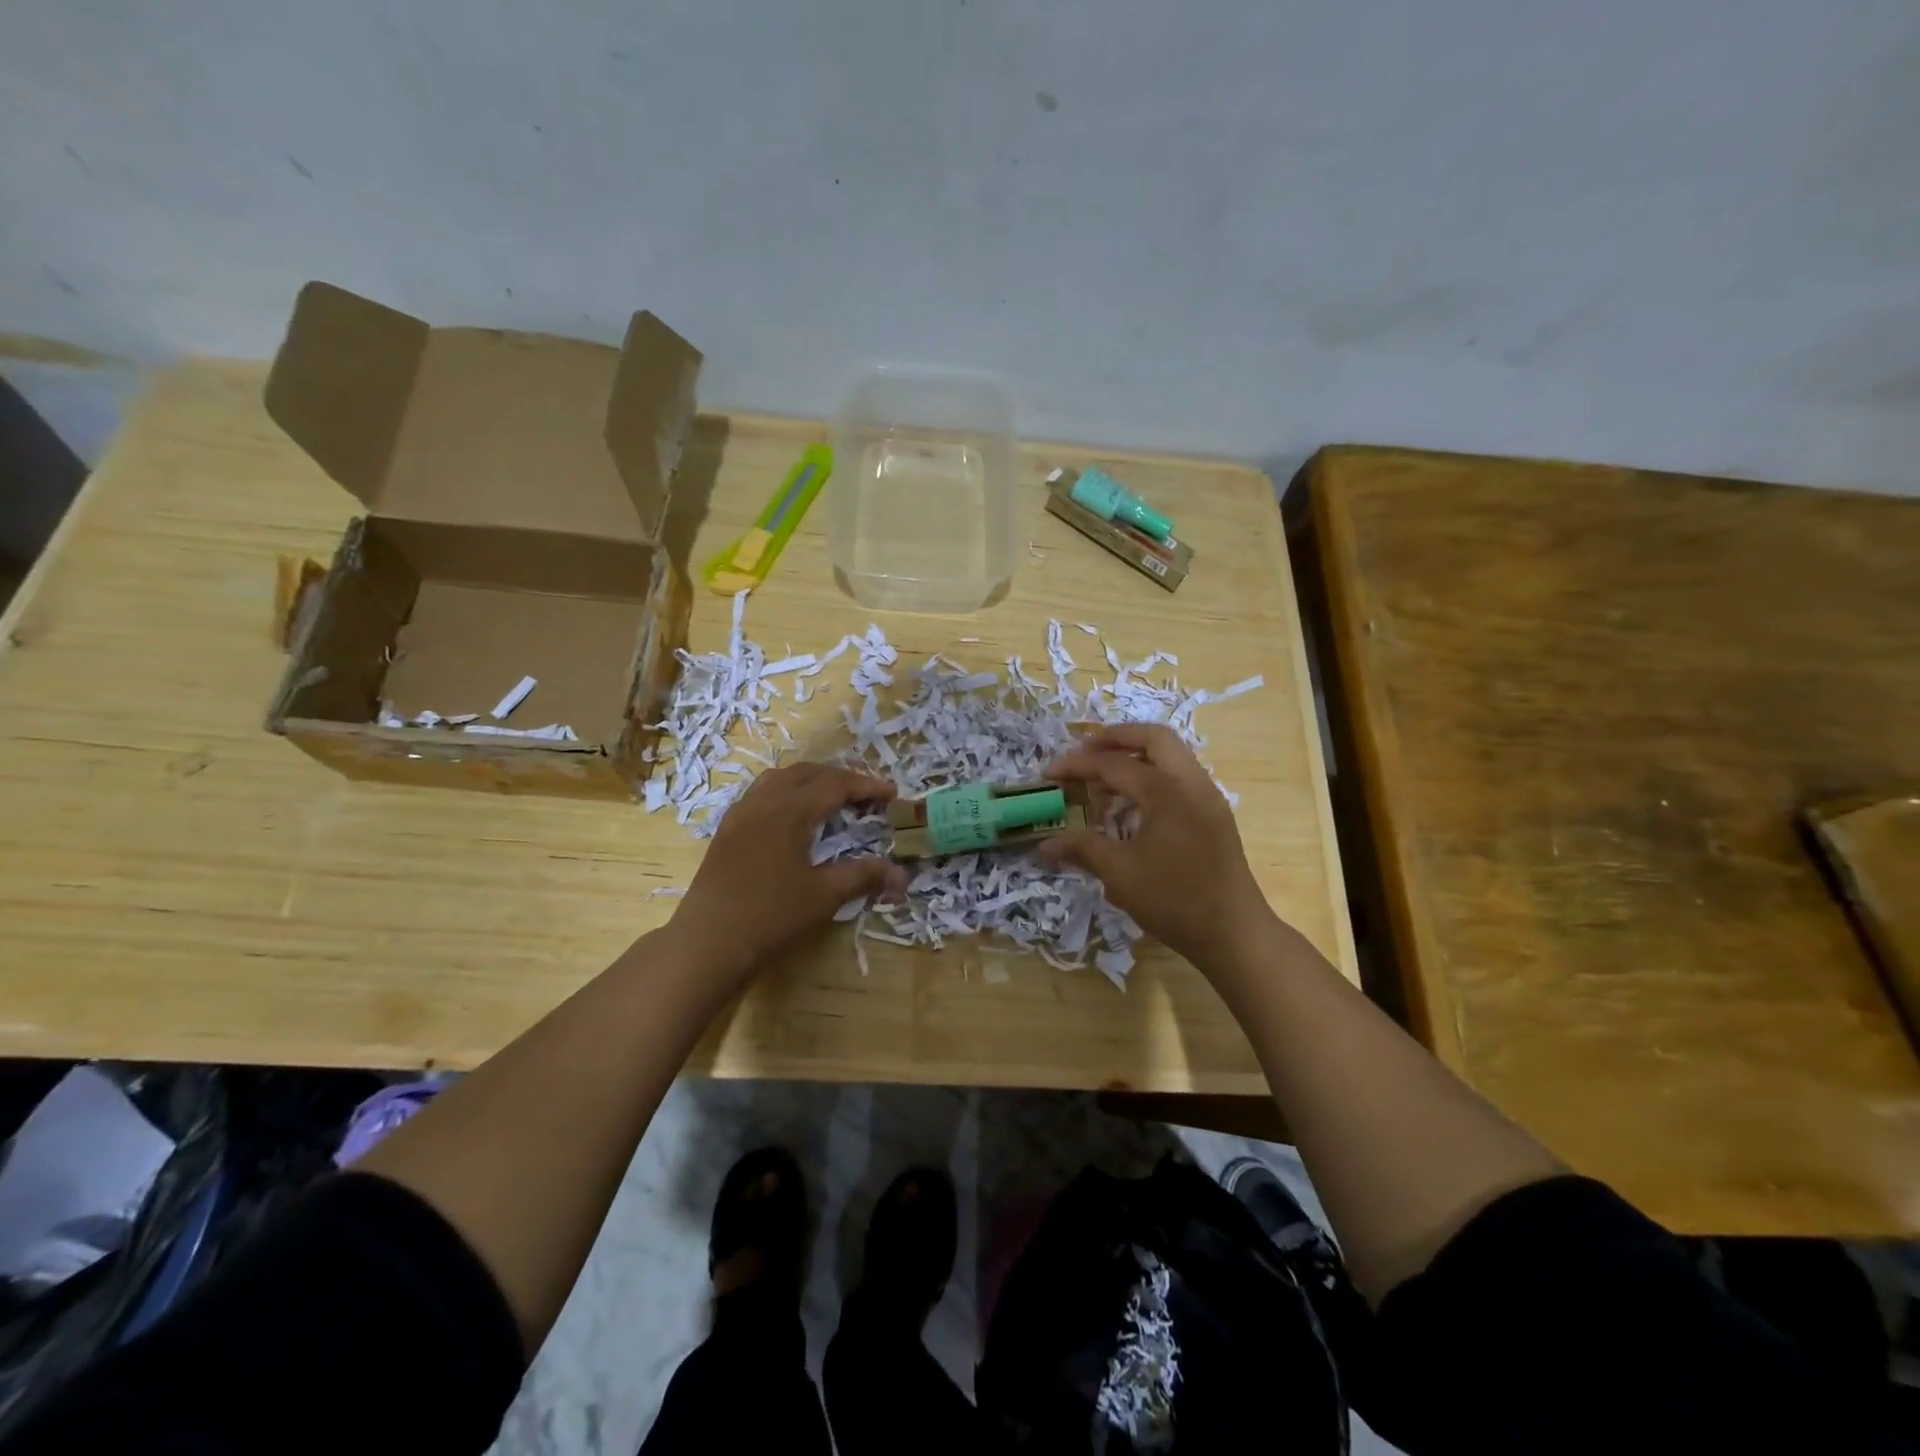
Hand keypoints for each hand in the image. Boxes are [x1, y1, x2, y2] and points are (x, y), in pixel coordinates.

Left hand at [670, 763, 906, 989]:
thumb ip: (864, 877)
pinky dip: (785, 794)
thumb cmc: (771, 917)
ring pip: (778, 779)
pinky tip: (792, 819)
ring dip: (809, 781)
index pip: (835, 785)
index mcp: (789, 810)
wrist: (707, 944)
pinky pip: (760, 795)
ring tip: (830, 799)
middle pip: (806, 773)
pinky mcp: (726, 832)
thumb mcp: (824, 896)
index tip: (892, 793)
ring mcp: (739, 815)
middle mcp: (762, 802)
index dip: (866, 786)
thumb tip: (903, 876)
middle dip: (839, 778)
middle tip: (864, 795)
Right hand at [1041, 724, 1273, 969]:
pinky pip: (1179, 778)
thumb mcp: (1120, 873)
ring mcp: (1207, 797)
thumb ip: (1082, 848)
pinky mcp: (1214, 815)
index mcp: (1166, 791)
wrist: (1234, 933)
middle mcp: (1191, 782)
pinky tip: (1130, 807)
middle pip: (1154, 738)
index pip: (1114, 764)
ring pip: (1170, 756)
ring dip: (1135, 758)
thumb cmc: (1174, 900)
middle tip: (1083, 754)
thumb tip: (1044, 845)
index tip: (1049, 774)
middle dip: (1115, 739)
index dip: (1077, 766)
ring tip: (1101, 782)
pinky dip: (1152, 778)